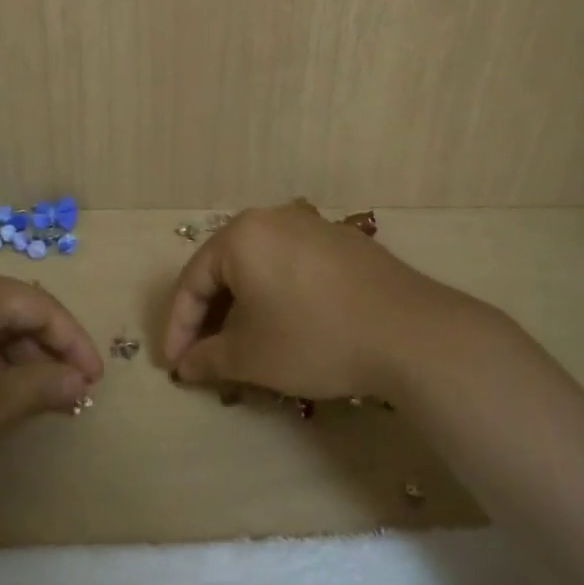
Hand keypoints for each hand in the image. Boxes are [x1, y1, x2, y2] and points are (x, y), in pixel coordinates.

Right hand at [163, 203, 471, 399]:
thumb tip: (186, 366)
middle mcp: (274, 218)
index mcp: (241, 235)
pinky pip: (293, 267)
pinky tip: (286, 325)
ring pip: (260, 266)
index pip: (192, 281)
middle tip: (202, 354)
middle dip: (209, 315)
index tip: (173, 365)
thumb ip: (208, 358)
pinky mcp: (345, 244)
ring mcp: (314, 226)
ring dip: (243, 306)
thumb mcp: (250, 356)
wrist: (410, 333)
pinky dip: (277, 295)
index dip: (177, 327)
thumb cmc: (314, 338)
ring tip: (241, 343)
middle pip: (225, 268)